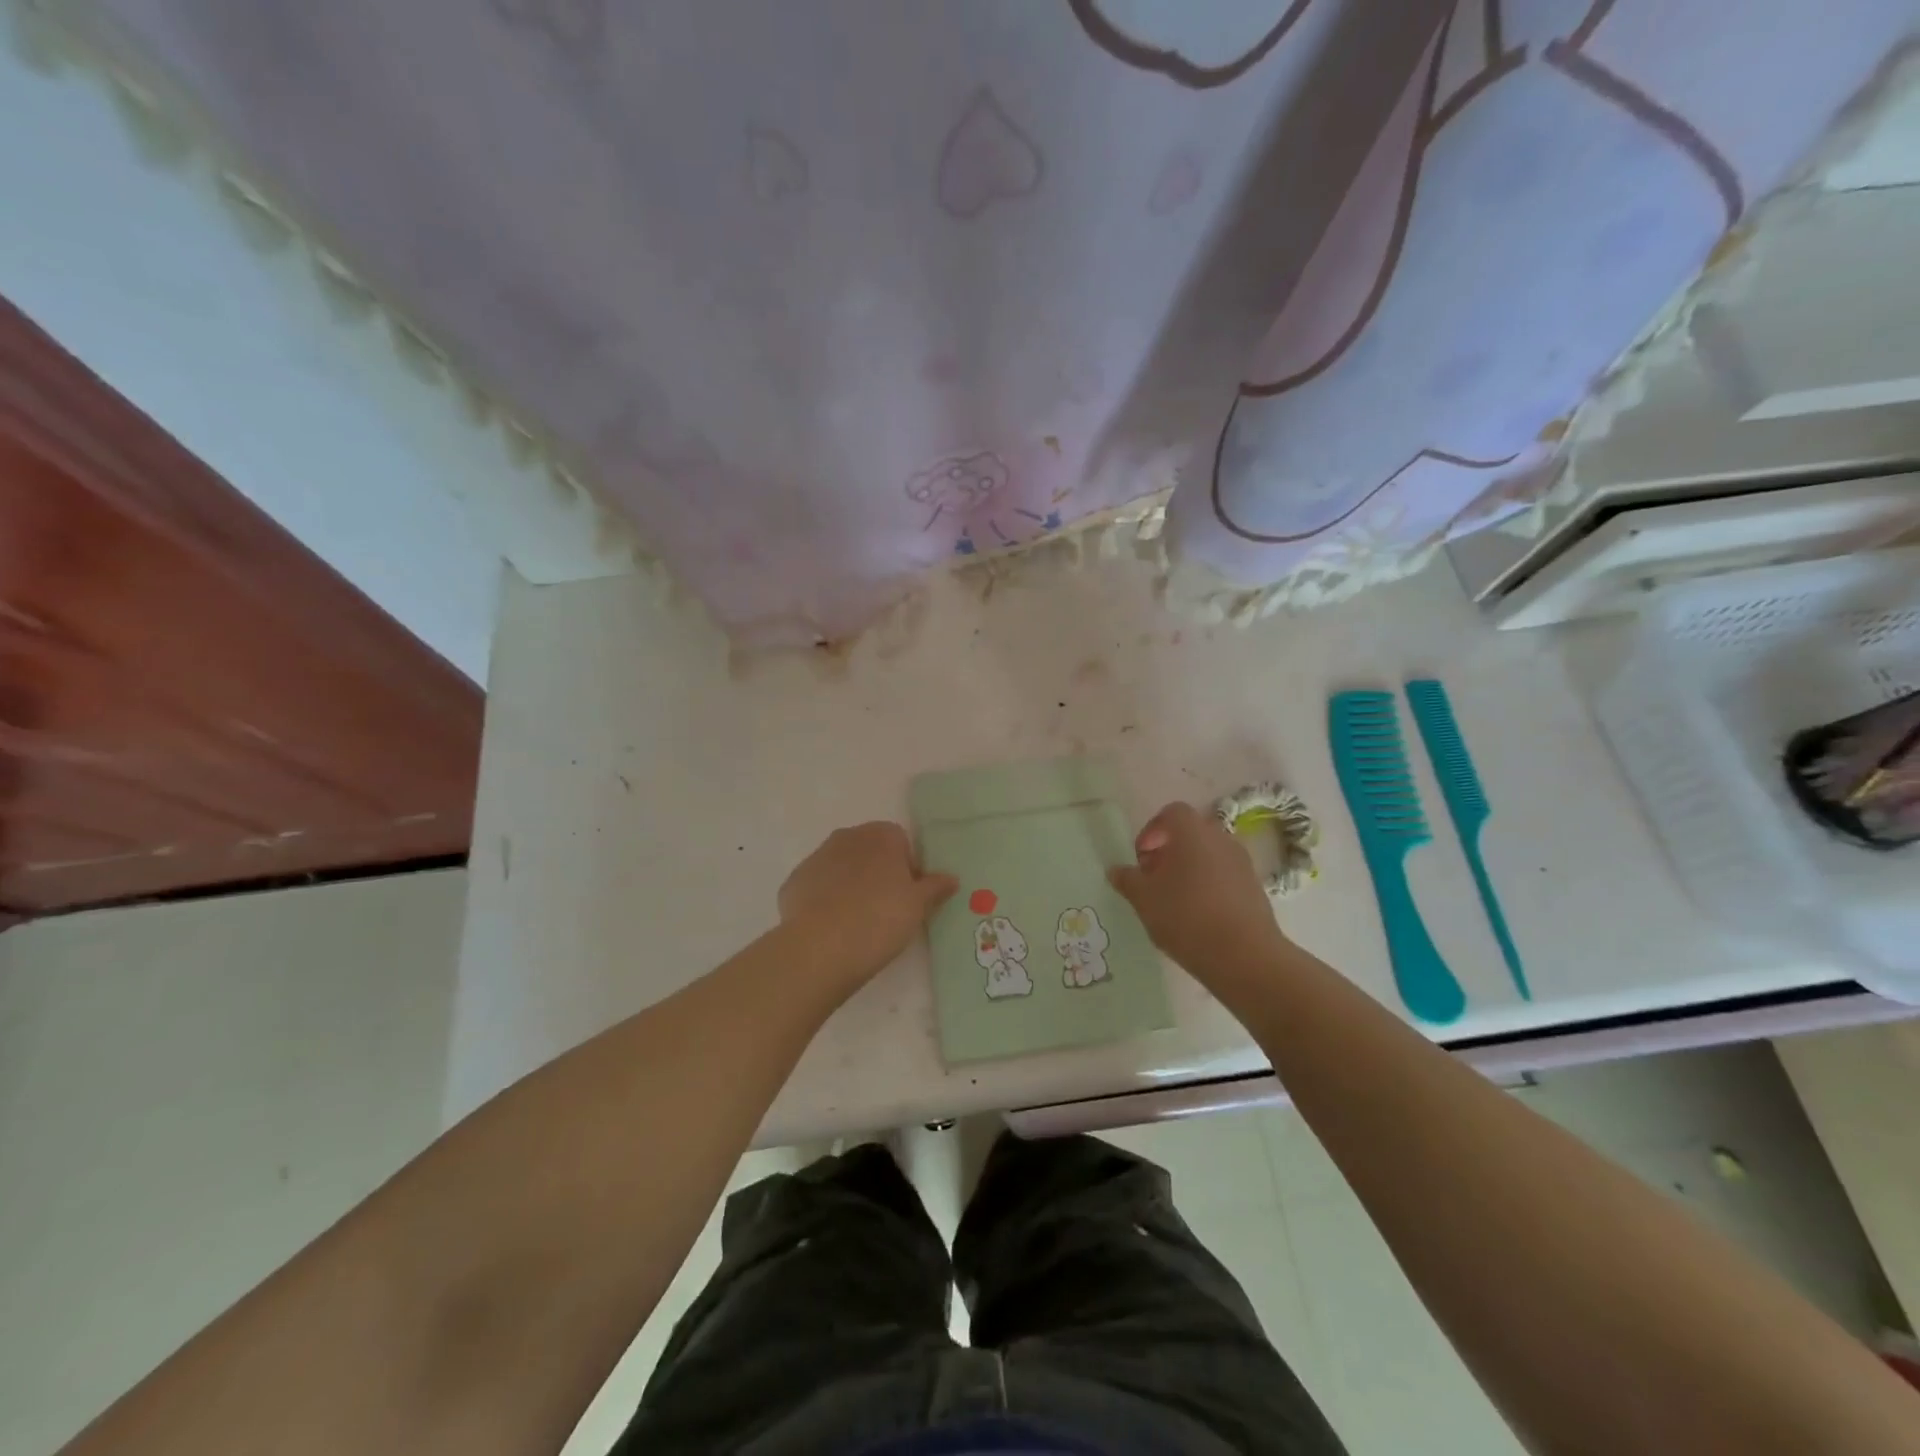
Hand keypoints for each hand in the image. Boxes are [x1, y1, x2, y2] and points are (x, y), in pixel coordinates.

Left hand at [778, 822, 956, 994]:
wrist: (821, 947)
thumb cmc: (880, 919)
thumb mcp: (918, 906)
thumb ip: (935, 887)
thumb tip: (951, 878)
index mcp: (881, 836)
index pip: (901, 842)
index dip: (908, 868)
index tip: (909, 897)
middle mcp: (847, 837)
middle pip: (869, 851)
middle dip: (878, 873)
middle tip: (887, 909)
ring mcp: (815, 858)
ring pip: (840, 867)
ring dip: (850, 885)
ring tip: (858, 922)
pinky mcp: (793, 883)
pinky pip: (816, 888)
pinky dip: (824, 902)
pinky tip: (831, 928)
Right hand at [1109, 801, 1287, 980]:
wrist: (1244, 956)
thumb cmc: (1186, 916)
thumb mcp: (1144, 899)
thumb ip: (1128, 880)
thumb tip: (1116, 870)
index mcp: (1192, 832)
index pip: (1170, 813)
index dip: (1151, 832)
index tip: (1141, 859)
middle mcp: (1220, 838)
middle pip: (1190, 834)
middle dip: (1168, 851)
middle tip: (1153, 879)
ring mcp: (1242, 863)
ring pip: (1208, 855)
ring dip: (1189, 869)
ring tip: (1173, 901)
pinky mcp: (1255, 887)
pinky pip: (1224, 875)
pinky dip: (1208, 885)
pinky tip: (1197, 915)